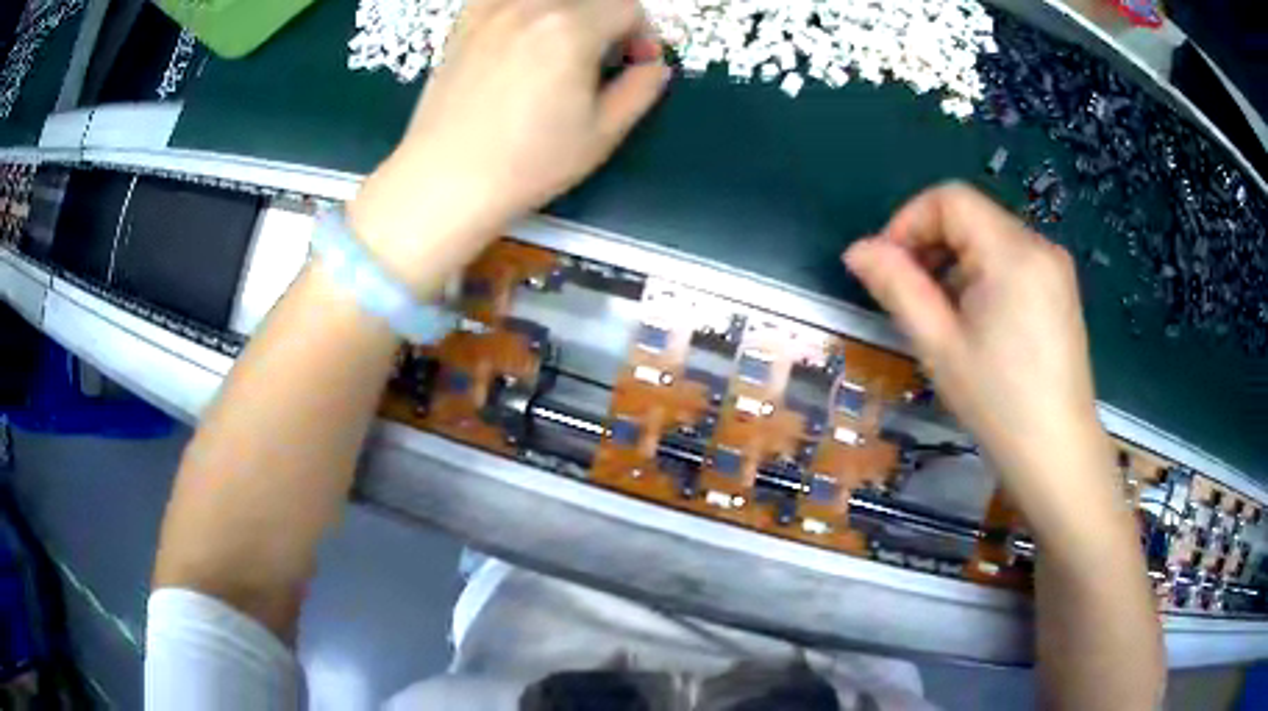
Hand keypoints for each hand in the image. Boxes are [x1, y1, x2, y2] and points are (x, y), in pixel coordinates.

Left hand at [349, 0, 670, 290]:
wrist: (445, 179)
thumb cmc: (527, 163)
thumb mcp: (602, 133)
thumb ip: (641, 89)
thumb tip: (653, 64)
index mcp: (571, 28)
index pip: (628, 7)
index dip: (642, 33)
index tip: (635, 62)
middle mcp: (530, 5)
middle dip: (608, 19)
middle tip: (602, 56)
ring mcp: (491, 9)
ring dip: (570, 11)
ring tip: (562, 45)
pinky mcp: (464, 22)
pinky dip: (526, 8)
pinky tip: (523, 34)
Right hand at [844, 183, 1108, 512]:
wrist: (1058, 455)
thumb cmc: (998, 404)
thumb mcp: (939, 345)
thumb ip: (897, 287)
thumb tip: (857, 250)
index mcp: (1012, 252)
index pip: (950, 199)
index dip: (909, 221)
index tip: (888, 267)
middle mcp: (1039, 245)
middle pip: (971, 215)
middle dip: (931, 245)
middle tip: (910, 297)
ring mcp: (1055, 267)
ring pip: (990, 238)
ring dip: (956, 262)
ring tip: (943, 317)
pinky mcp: (1061, 289)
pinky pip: (1012, 260)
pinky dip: (983, 275)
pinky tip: (977, 322)